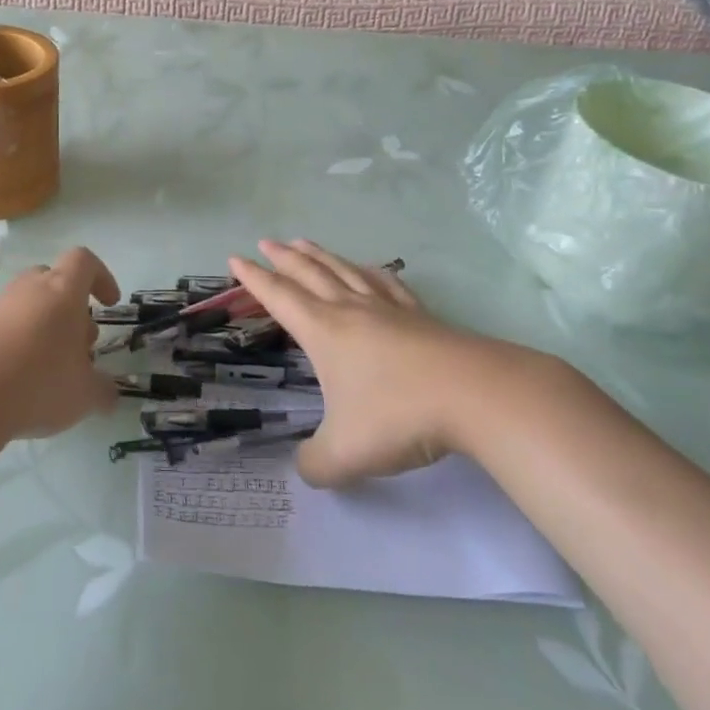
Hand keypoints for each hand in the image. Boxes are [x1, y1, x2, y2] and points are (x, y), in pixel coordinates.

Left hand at [0, 247, 121, 440]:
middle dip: (72, 310)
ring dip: (46, 329)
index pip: (84, 261)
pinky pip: (6, 328)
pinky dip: (20, 346)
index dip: (101, 277)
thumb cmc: (38, 382)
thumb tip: (109, 393)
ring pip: (30, 305)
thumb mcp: (84, 394)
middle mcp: (29, 289)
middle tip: (80, 349)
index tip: (109, 304)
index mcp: (62, 291)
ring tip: (52, 371)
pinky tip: (21, 383)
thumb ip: (103, 390)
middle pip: (55, 282)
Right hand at [228, 240, 528, 487]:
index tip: (235, 259)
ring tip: (305, 242)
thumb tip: (306, 467)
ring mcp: (388, 309)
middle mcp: (351, 310)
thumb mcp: (345, 453)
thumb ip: (316, 464)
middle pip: (309, 273)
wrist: (475, 395)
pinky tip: (371, 270)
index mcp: (324, 331)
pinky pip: (387, 284)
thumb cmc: (399, 416)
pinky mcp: (421, 316)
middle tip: (265, 242)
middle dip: (283, 258)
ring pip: (345, 271)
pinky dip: (370, 272)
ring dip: (321, 255)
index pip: (279, 297)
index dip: (253, 279)